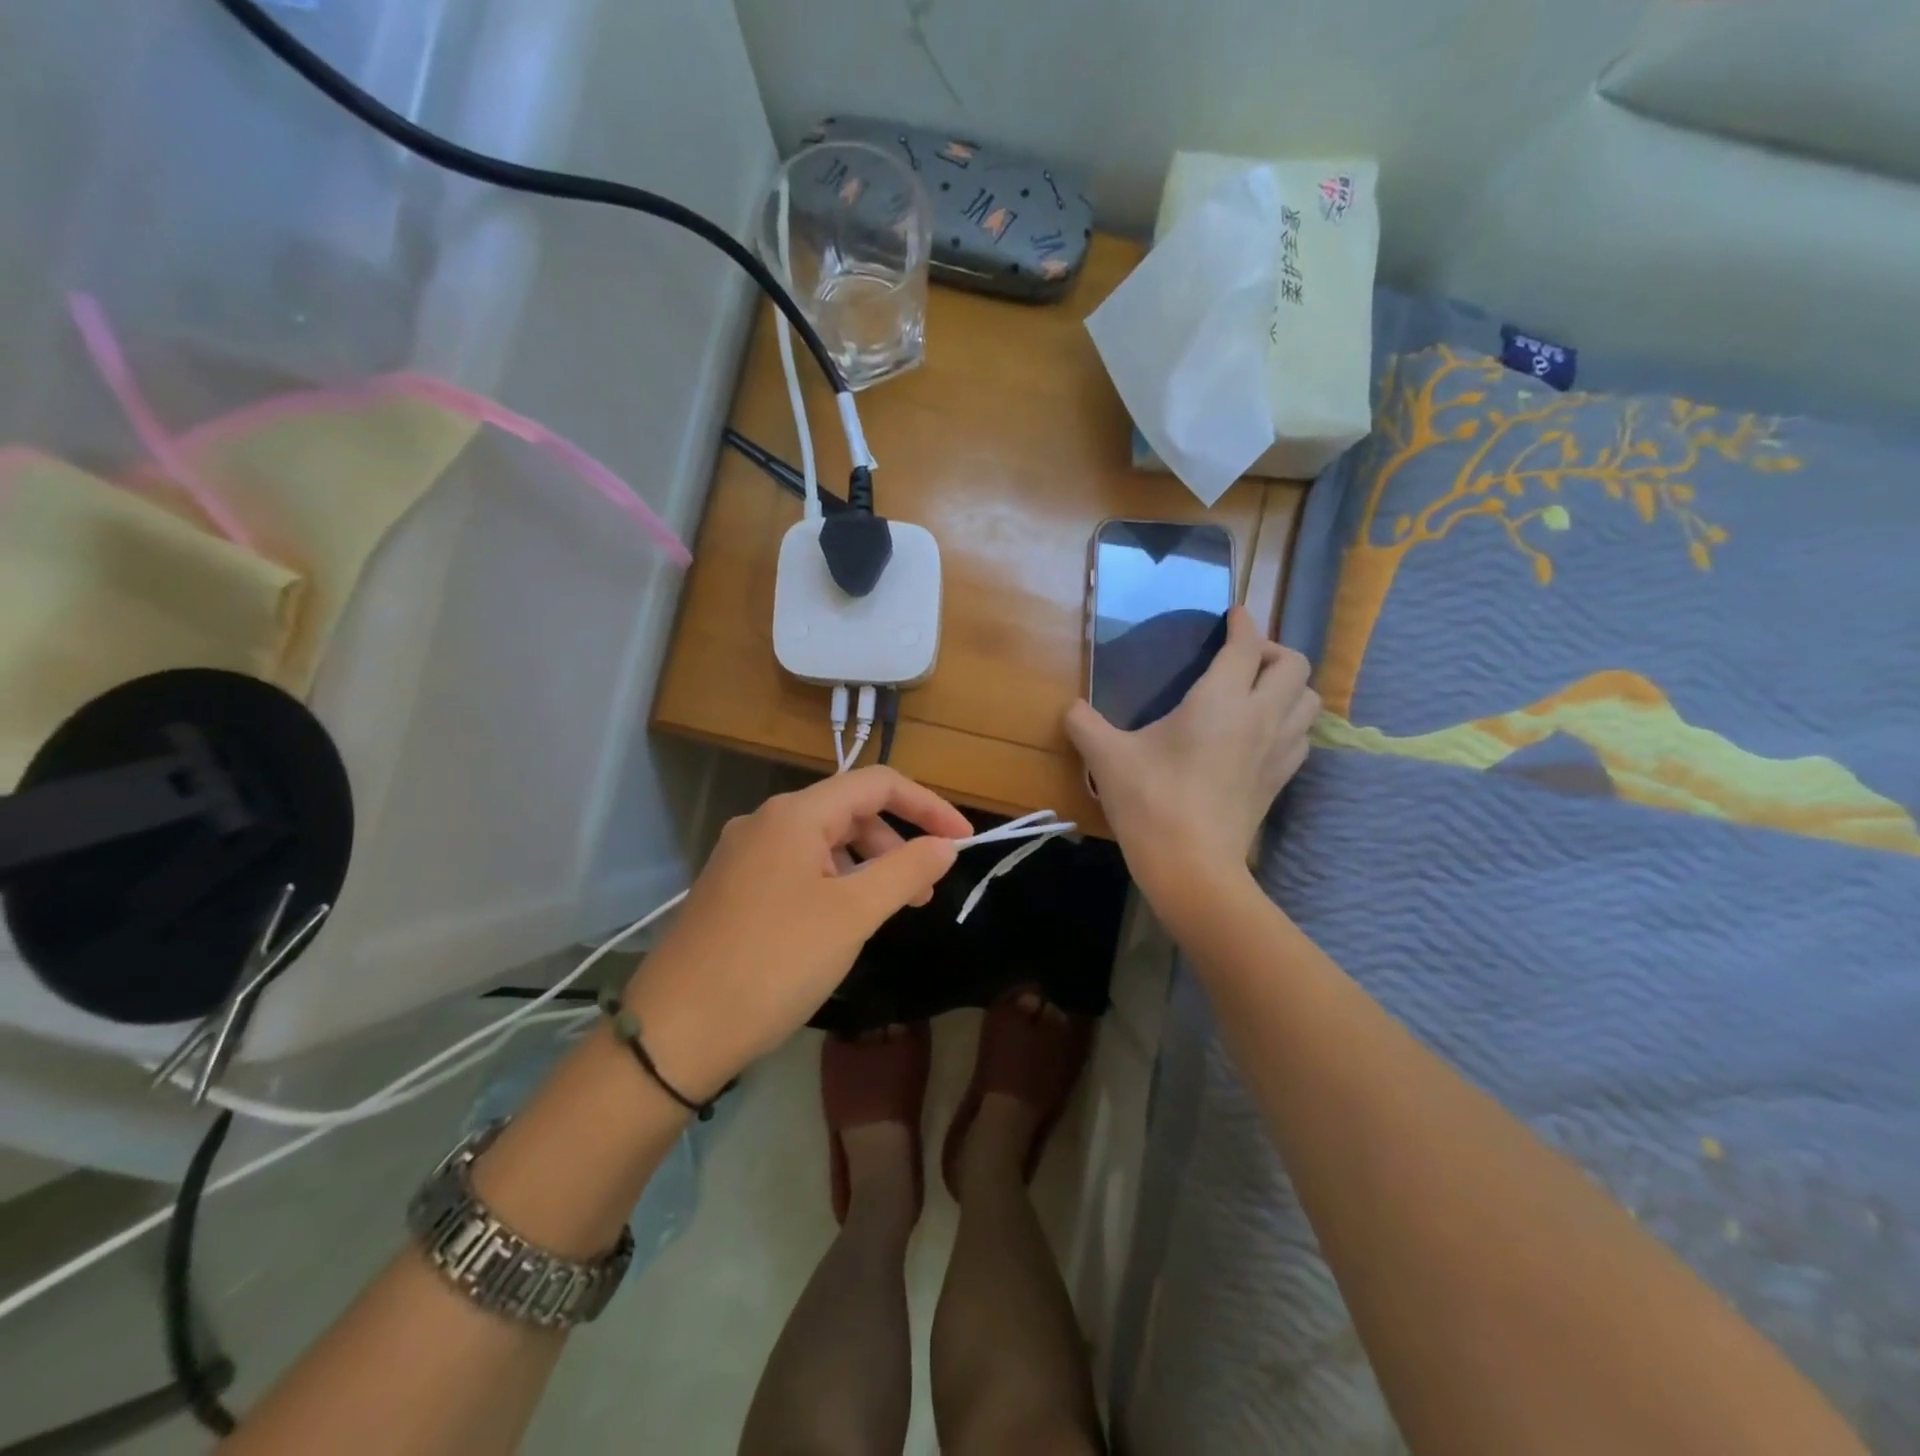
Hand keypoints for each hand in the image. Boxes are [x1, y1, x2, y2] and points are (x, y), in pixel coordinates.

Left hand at [622, 767, 970, 1097]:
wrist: (675, 1032)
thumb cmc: (774, 962)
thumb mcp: (852, 915)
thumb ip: (905, 870)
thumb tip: (944, 845)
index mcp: (795, 814)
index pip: (877, 783)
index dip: (927, 805)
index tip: (962, 841)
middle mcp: (765, 822)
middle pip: (849, 811)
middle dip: (896, 842)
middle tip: (925, 891)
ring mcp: (743, 855)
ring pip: (823, 843)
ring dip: (866, 866)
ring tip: (889, 910)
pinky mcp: (732, 888)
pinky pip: (797, 868)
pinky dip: (834, 883)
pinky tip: (841, 922)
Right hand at [1067, 606, 1317, 924]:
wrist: (1191, 866)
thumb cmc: (1151, 802)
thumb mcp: (1107, 758)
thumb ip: (1085, 724)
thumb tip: (1070, 708)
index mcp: (1221, 700)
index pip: (1247, 645)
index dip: (1243, 623)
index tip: (1233, 614)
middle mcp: (1261, 716)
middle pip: (1293, 665)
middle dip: (1272, 650)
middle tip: (1241, 658)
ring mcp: (1278, 750)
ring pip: (1309, 699)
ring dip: (1289, 685)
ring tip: (1258, 691)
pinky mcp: (1280, 780)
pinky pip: (1302, 735)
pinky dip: (1290, 721)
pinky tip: (1261, 732)